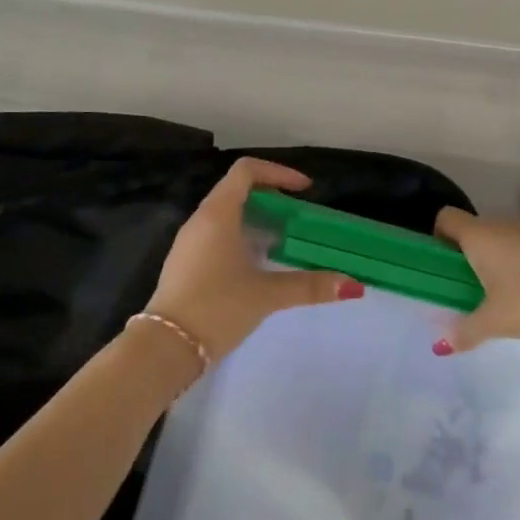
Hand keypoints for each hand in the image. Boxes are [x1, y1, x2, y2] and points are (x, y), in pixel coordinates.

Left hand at [143, 159, 357, 363]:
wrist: (164, 348)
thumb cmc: (217, 307)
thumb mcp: (267, 294)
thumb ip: (310, 285)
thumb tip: (354, 286)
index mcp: (218, 214)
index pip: (247, 170)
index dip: (278, 172)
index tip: (304, 190)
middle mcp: (200, 219)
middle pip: (237, 189)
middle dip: (271, 197)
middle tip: (298, 216)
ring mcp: (189, 242)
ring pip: (226, 213)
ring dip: (256, 218)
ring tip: (283, 240)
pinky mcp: (185, 262)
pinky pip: (217, 234)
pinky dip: (241, 235)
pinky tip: (256, 265)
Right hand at [432, 207, 519, 353]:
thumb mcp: (496, 321)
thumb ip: (466, 330)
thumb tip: (441, 344)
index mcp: (480, 235)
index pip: (446, 218)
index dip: (437, 238)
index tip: (440, 268)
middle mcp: (502, 225)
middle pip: (473, 231)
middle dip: (465, 258)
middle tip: (465, 292)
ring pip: (501, 241)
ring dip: (494, 264)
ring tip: (498, 300)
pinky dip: (519, 268)